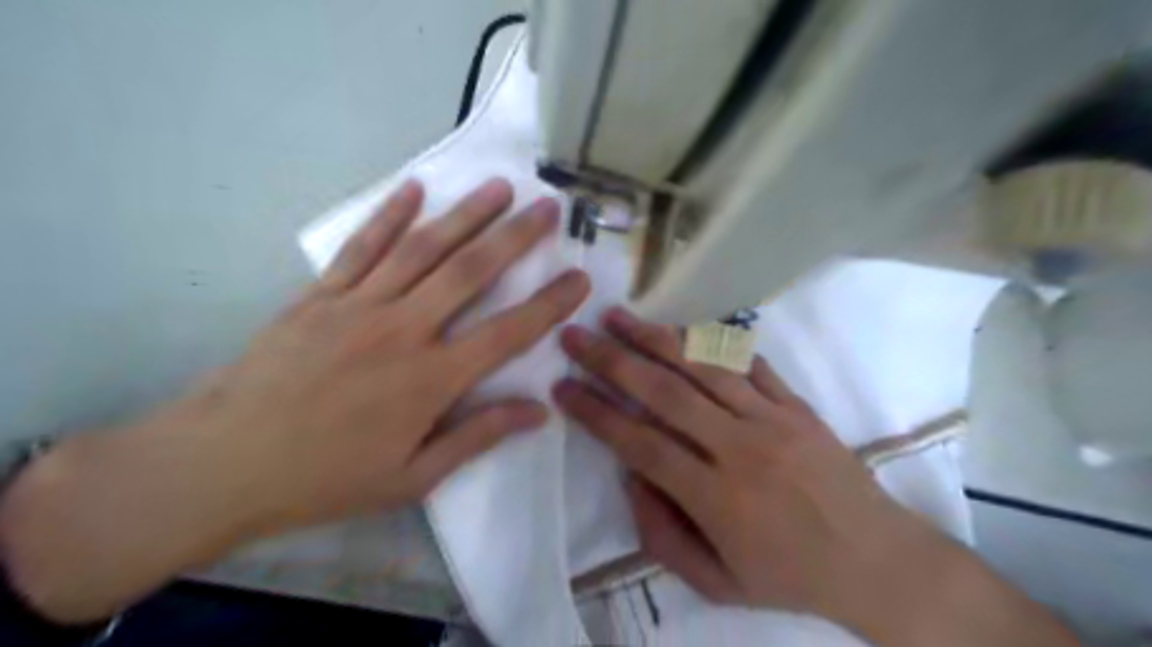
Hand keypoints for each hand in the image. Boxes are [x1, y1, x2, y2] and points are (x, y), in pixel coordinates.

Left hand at [0, 176, 588, 620]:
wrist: (222, 464)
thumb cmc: (326, 478)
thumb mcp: (413, 477)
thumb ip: (478, 436)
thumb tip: (538, 412)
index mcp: (430, 379)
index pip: (508, 333)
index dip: (549, 305)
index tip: (579, 279)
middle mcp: (403, 330)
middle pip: (470, 271)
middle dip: (515, 236)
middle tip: (546, 208)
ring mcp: (359, 306)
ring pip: (423, 249)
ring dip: (465, 215)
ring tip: (499, 187)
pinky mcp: (320, 296)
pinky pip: (362, 248)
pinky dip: (390, 215)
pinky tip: (414, 190)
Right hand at [554, 307, 1076, 645]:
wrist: (878, 562)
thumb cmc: (790, 578)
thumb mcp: (716, 583)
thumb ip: (662, 534)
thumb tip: (631, 475)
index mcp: (716, 498)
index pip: (639, 443)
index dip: (595, 413)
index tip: (562, 387)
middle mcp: (739, 448)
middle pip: (663, 392)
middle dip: (611, 360)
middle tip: (575, 335)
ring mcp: (772, 419)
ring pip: (702, 366)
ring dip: (654, 337)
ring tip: (618, 316)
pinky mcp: (796, 405)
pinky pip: (749, 363)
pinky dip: (713, 342)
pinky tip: (683, 328)